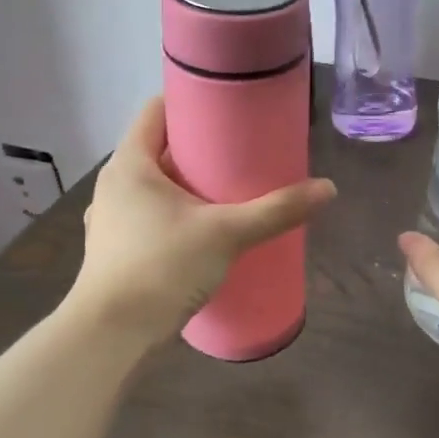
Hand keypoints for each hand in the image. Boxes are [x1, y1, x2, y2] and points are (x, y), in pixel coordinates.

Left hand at [70, 98, 335, 345]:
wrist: (111, 337)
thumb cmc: (162, 266)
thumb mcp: (227, 233)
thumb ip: (276, 210)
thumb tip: (327, 189)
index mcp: (130, 164)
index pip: (156, 111)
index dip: (190, 100)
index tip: (227, 105)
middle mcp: (115, 185)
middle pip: (158, 148)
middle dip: (199, 146)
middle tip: (242, 149)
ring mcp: (111, 219)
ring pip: (155, 186)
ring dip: (187, 183)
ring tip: (228, 189)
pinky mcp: (117, 250)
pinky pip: (151, 216)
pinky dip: (176, 213)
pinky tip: (204, 229)